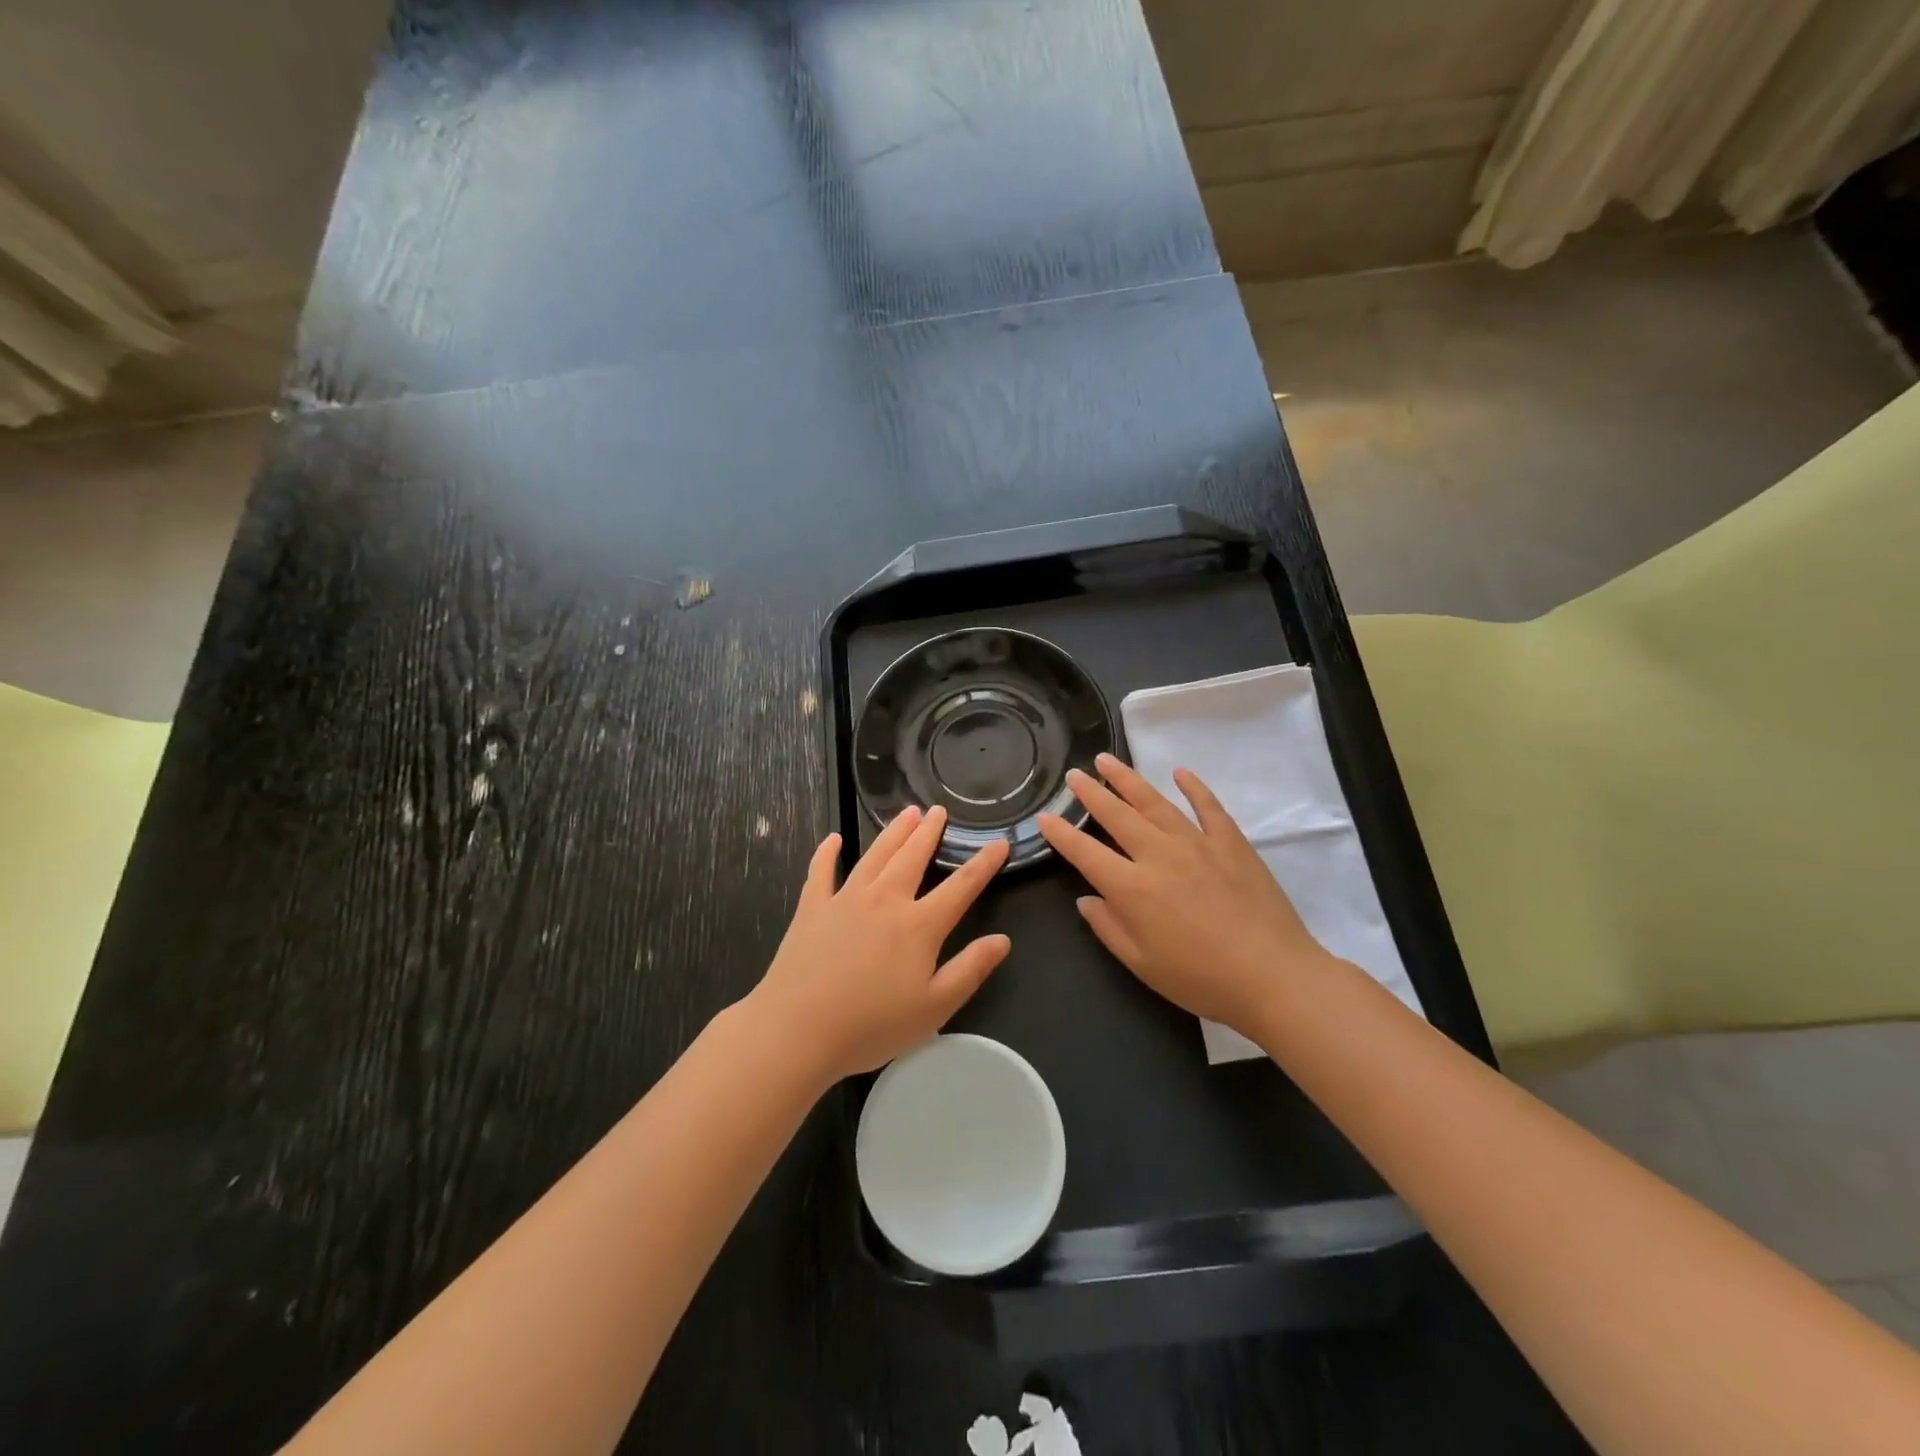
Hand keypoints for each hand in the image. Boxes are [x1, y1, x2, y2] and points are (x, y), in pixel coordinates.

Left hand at [748, 805, 1010, 1084]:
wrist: (798, 1029)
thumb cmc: (871, 1025)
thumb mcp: (934, 1008)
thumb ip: (970, 970)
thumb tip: (1002, 940)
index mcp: (919, 925)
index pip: (961, 886)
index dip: (983, 863)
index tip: (999, 842)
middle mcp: (885, 900)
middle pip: (912, 856)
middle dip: (929, 832)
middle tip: (939, 810)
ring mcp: (845, 899)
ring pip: (875, 855)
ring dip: (893, 832)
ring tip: (907, 812)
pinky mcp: (812, 908)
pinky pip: (821, 871)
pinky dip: (827, 853)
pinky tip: (833, 839)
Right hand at [1037, 754, 1331, 1035]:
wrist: (1274, 977)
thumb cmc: (1201, 979)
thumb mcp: (1141, 964)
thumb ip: (1109, 927)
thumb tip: (1087, 899)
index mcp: (1132, 888)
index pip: (1085, 852)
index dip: (1061, 834)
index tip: (1044, 816)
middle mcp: (1159, 855)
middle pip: (1117, 816)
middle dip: (1091, 793)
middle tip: (1074, 773)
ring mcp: (1197, 844)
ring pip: (1155, 802)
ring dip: (1129, 779)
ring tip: (1108, 760)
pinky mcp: (1231, 843)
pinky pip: (1208, 807)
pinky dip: (1193, 787)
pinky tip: (1180, 772)